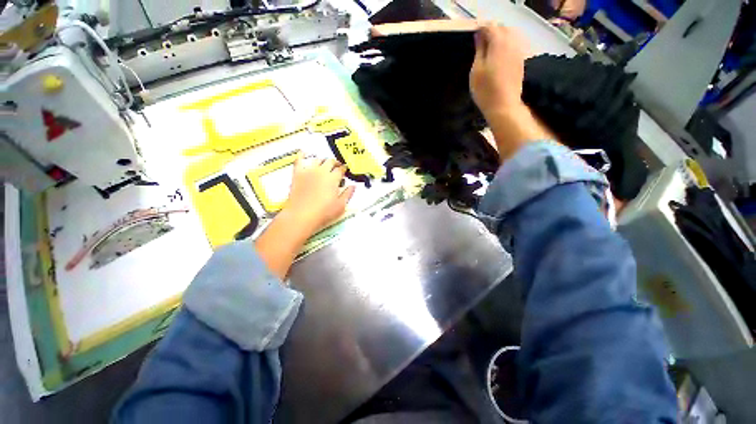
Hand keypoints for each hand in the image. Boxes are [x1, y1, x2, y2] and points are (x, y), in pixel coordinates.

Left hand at [254, 155, 355, 279]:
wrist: (301, 215)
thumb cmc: (324, 212)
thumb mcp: (341, 206)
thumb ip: (348, 194)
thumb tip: (353, 186)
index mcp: (333, 178)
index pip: (341, 169)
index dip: (344, 169)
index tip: (345, 171)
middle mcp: (322, 171)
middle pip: (330, 162)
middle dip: (335, 163)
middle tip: (337, 167)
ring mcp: (308, 171)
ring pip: (317, 159)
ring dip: (322, 160)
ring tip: (324, 164)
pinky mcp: (297, 174)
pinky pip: (299, 160)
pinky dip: (302, 155)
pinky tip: (304, 152)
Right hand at [470, 25, 530, 119]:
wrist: (504, 106)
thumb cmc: (485, 90)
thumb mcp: (476, 70)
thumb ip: (479, 50)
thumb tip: (479, 36)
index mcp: (499, 43)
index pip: (490, 26)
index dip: (481, 28)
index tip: (473, 35)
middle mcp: (512, 42)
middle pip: (502, 28)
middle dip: (492, 31)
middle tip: (480, 42)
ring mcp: (518, 51)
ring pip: (510, 35)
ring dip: (500, 37)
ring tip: (489, 48)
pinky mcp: (521, 61)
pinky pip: (514, 45)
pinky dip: (506, 45)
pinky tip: (498, 55)